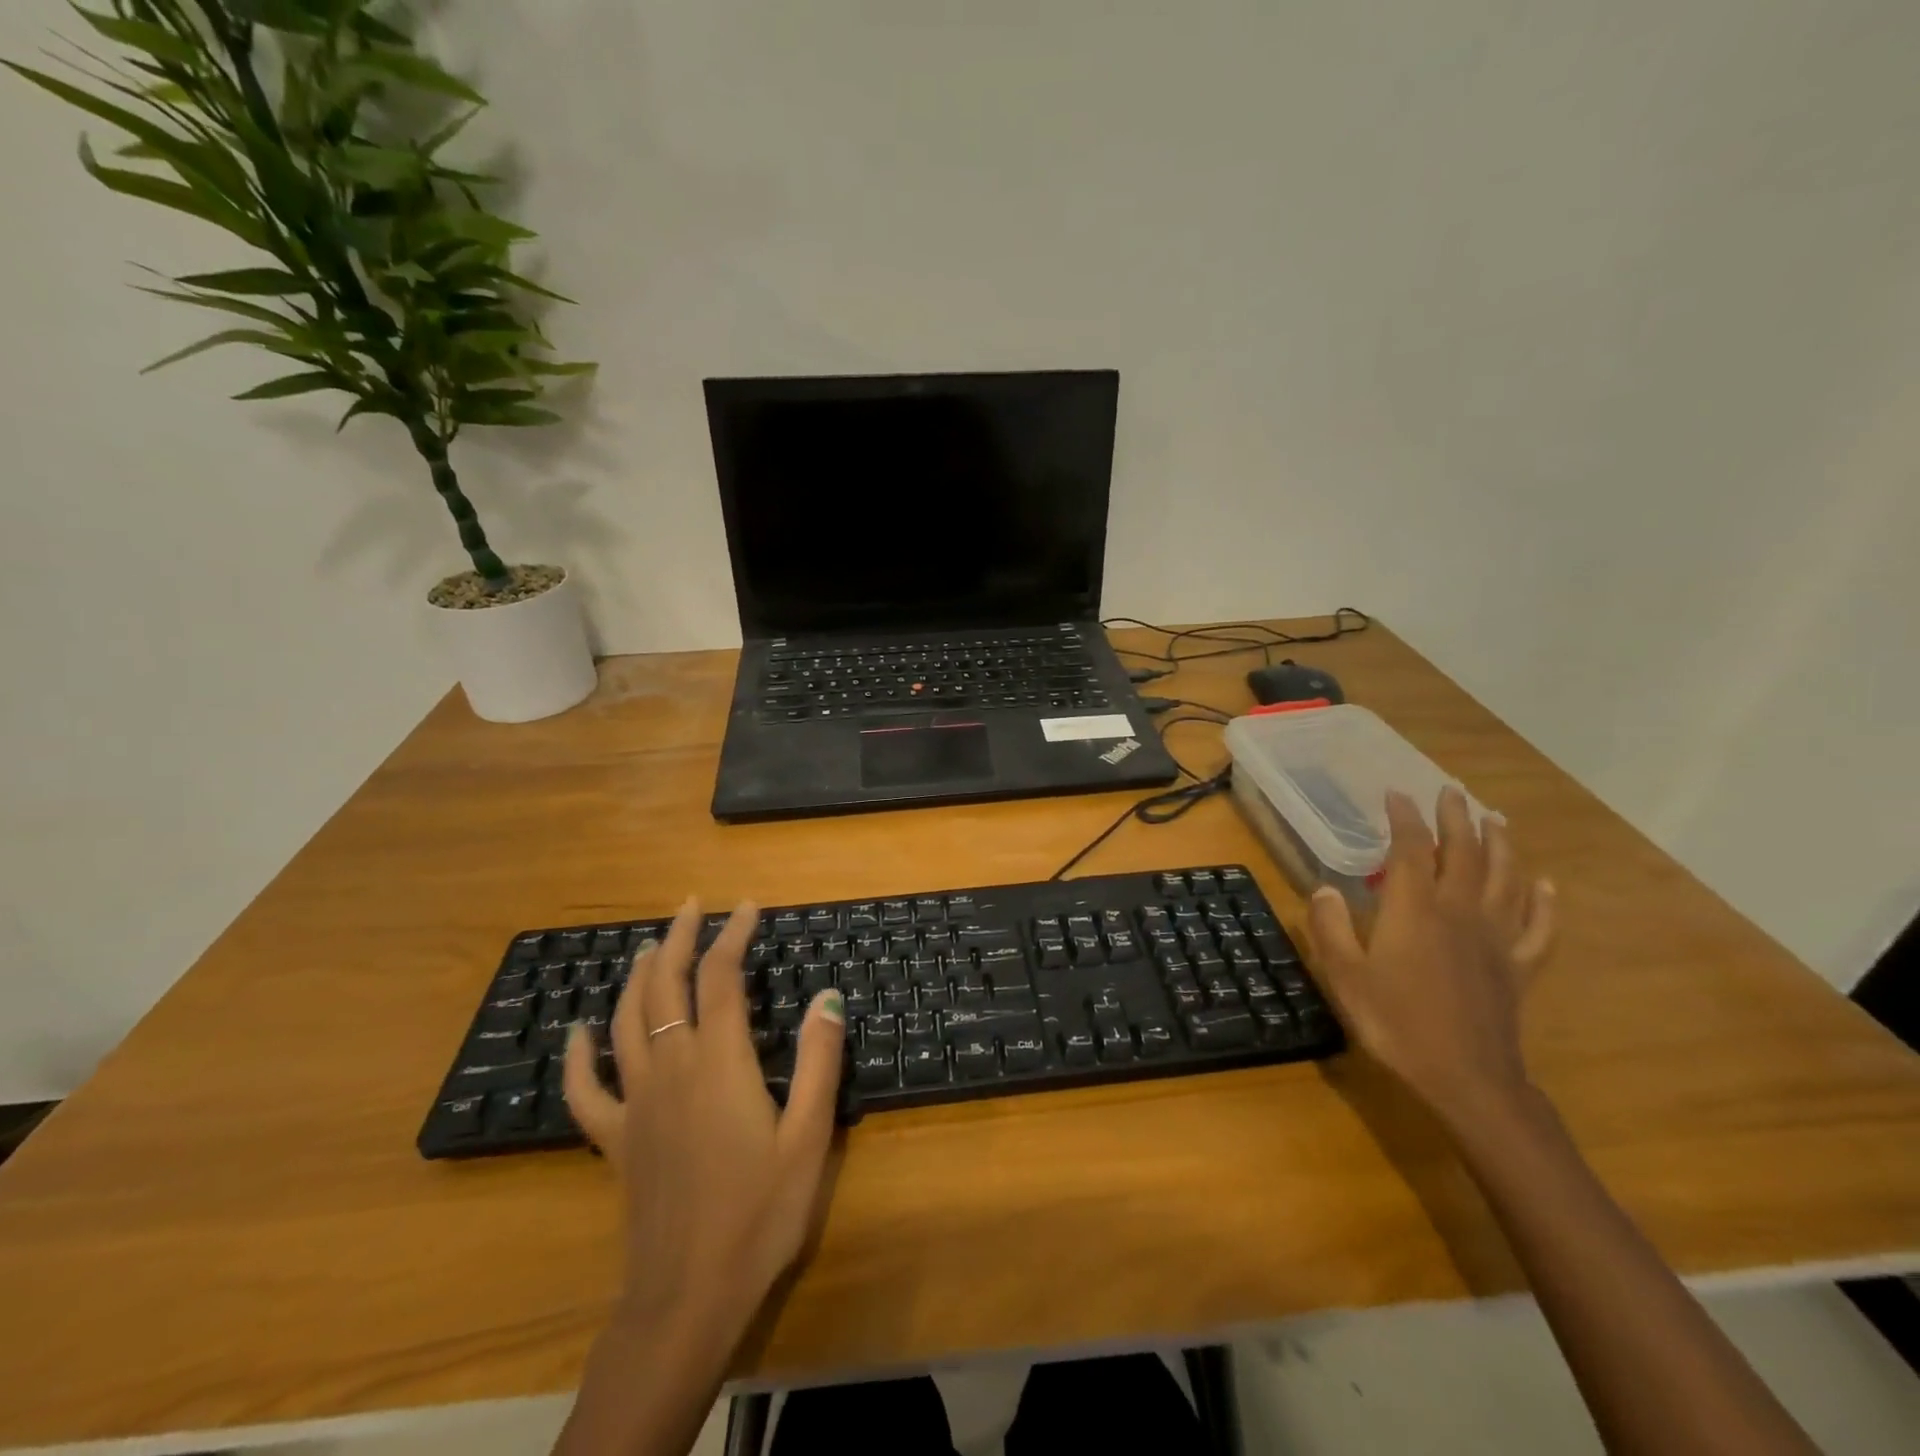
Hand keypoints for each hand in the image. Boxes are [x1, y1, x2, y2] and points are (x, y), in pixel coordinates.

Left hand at [562, 898, 847, 1340]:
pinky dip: (578, 1055)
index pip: (721, 977)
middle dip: (678, 938)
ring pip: (625, 1021)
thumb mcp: (809, 1136)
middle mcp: (670, 1068)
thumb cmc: (759, 1214)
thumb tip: (828, 996)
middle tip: (691, 905)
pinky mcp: (615, 1140)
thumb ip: (819, 1061)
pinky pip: (586, 1090)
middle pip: (664, 985)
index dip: (733, 935)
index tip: (748, 907)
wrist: (688, 1297)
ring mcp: (635, 1104)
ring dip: (637, 975)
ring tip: (650, 946)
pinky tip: (579, 1031)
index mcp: (718, 1063)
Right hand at [1307, 787, 1556, 1127]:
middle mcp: (1459, 912)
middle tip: (1452, 792)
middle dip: (1457, 818)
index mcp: (1415, 910)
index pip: (1411, 850)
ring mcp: (1495, 939)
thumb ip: (1330, 929)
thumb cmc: (1396, 1023)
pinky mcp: (1518, 967)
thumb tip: (1326, 890)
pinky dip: (1545, 904)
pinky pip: (1539, 929)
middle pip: (1464, 853)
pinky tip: (1546, 886)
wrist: (1465, 1078)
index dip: (1404, 818)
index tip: (1395, 794)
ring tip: (1497, 820)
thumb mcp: (1345, 976)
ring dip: (1502, 846)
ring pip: (1506, 880)